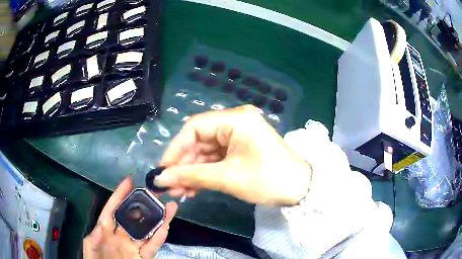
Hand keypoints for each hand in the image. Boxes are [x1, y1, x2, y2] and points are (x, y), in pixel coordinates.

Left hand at [83, 177, 176, 258]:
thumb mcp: (90, 249)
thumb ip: (94, 238)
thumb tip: (102, 225)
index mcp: (106, 231)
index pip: (113, 210)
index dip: (120, 195)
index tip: (129, 181)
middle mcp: (121, 236)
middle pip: (134, 218)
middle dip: (144, 205)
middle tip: (155, 193)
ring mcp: (133, 247)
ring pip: (147, 231)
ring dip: (158, 220)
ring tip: (169, 207)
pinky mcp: (143, 258)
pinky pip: (151, 247)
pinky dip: (158, 239)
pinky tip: (164, 228)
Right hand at [155, 105, 311, 205]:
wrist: (301, 189)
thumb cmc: (268, 180)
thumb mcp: (228, 178)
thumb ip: (191, 176)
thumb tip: (160, 179)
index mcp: (235, 119)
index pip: (194, 127)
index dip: (175, 148)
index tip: (163, 169)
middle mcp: (235, 122)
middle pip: (198, 140)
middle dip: (183, 165)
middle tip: (169, 186)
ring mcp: (237, 136)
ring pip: (205, 152)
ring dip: (192, 171)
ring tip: (179, 191)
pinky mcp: (240, 148)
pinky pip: (215, 158)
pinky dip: (204, 173)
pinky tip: (193, 188)